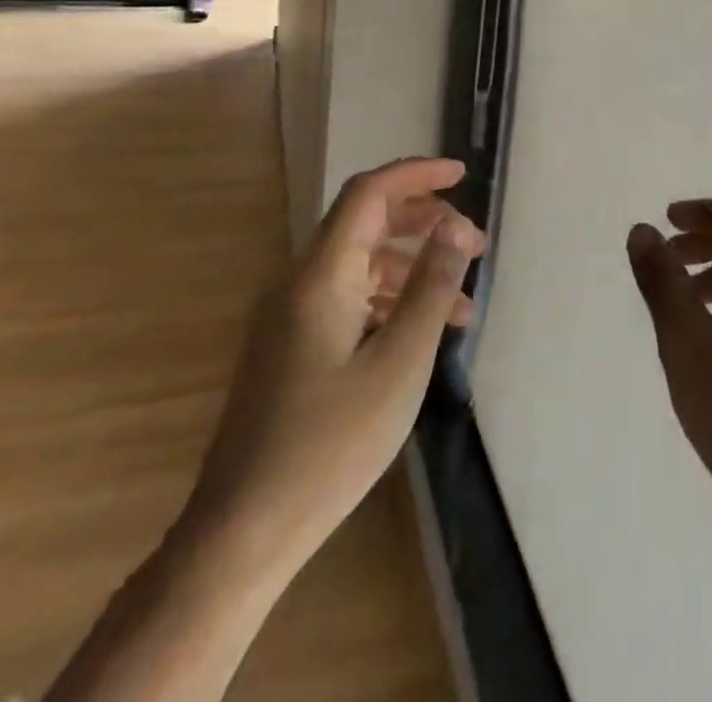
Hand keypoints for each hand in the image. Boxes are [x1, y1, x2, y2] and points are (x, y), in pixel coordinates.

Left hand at [183, 157, 484, 573]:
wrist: (239, 536)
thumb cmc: (329, 447)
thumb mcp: (399, 364)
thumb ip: (431, 288)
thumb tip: (456, 225)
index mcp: (320, 277)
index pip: (368, 194)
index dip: (416, 175)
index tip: (462, 175)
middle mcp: (299, 285)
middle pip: (364, 224)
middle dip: (422, 221)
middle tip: (473, 240)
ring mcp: (290, 319)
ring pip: (360, 266)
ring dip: (412, 268)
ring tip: (463, 296)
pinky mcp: (290, 349)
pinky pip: (348, 301)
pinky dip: (390, 302)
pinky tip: (423, 333)